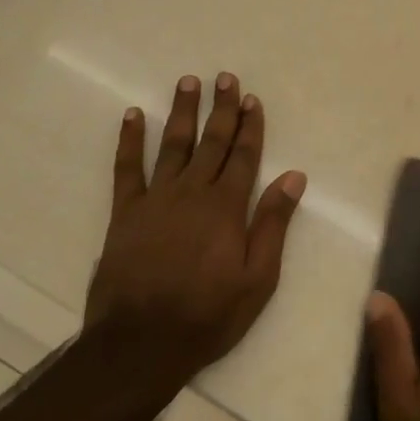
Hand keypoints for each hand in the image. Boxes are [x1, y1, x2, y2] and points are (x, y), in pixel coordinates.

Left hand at [85, 73, 305, 382]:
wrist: (141, 342)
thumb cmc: (208, 315)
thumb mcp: (258, 278)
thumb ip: (273, 224)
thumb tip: (294, 177)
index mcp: (226, 208)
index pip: (244, 156)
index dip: (250, 126)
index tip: (252, 99)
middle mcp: (192, 192)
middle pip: (212, 142)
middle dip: (221, 109)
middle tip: (225, 78)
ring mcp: (156, 199)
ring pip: (173, 145)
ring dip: (182, 112)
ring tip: (188, 81)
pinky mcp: (125, 212)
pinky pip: (127, 168)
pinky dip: (129, 140)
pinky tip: (132, 116)